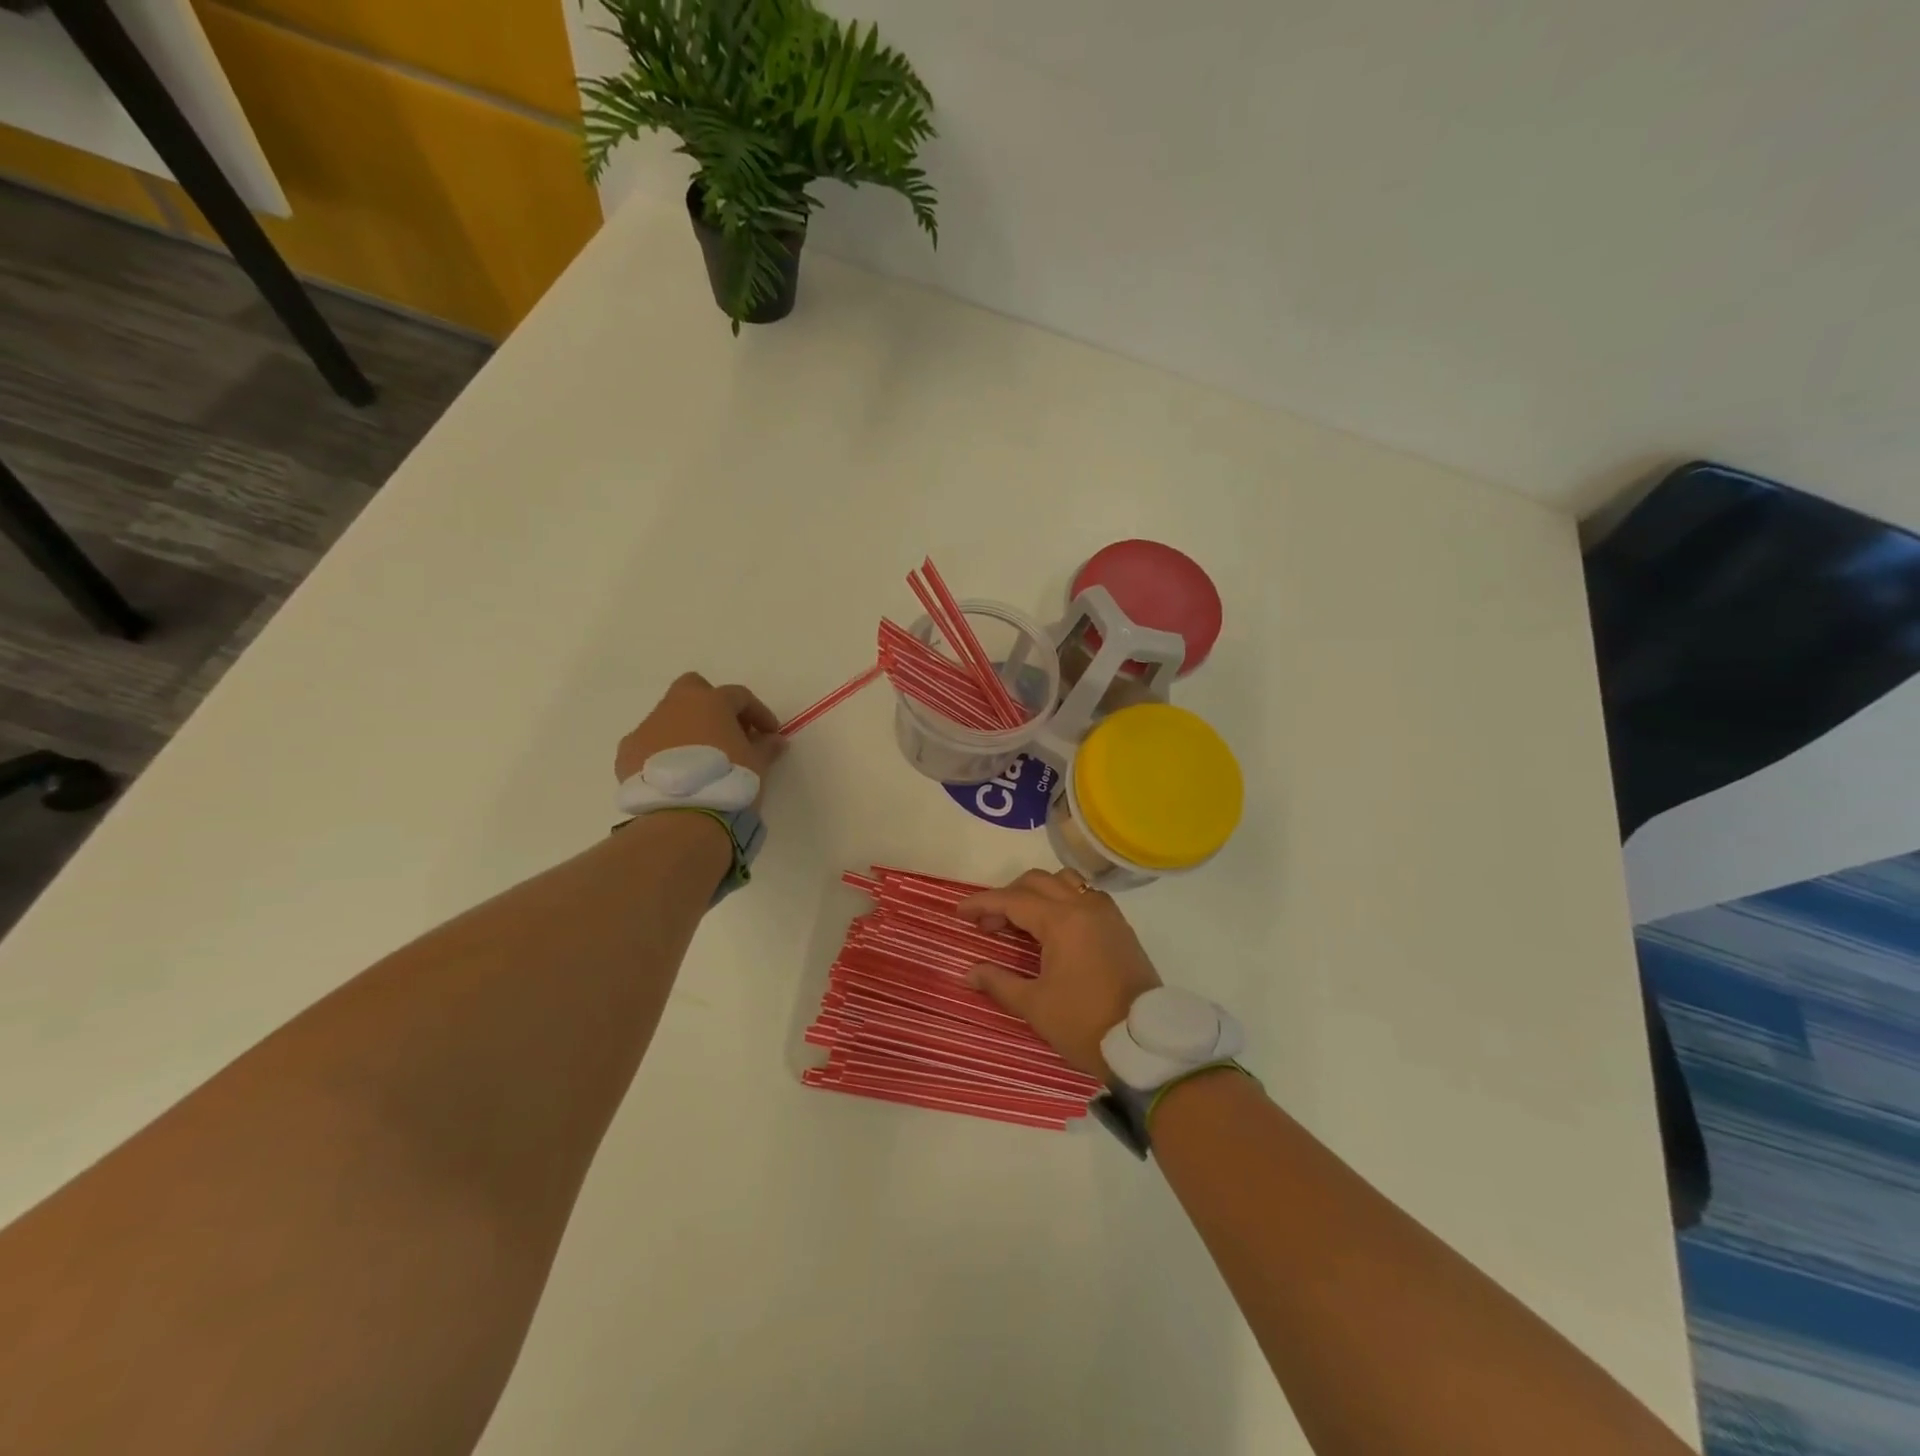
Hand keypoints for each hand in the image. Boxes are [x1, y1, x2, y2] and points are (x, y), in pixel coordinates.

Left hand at [615, 672, 784, 806]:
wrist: (683, 817)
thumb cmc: (728, 781)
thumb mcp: (758, 765)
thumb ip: (766, 747)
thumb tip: (774, 740)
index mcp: (710, 702)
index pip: (739, 696)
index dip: (758, 713)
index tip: (769, 734)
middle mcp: (675, 706)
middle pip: (693, 690)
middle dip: (711, 706)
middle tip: (727, 733)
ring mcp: (646, 728)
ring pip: (668, 719)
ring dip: (686, 732)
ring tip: (700, 762)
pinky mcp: (626, 754)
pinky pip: (649, 745)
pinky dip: (662, 754)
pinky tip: (675, 777)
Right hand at [955, 868, 1162, 1080]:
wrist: (1144, 1044)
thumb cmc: (1084, 1023)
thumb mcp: (1034, 1006)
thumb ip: (999, 982)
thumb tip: (969, 973)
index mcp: (1062, 920)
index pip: (1013, 900)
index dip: (982, 904)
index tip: (960, 913)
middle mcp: (1085, 906)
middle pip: (1038, 882)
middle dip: (1008, 897)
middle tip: (989, 925)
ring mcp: (1106, 914)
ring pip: (1065, 882)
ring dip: (1038, 893)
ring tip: (1022, 921)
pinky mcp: (1120, 927)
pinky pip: (1086, 896)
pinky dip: (1063, 900)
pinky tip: (1054, 927)